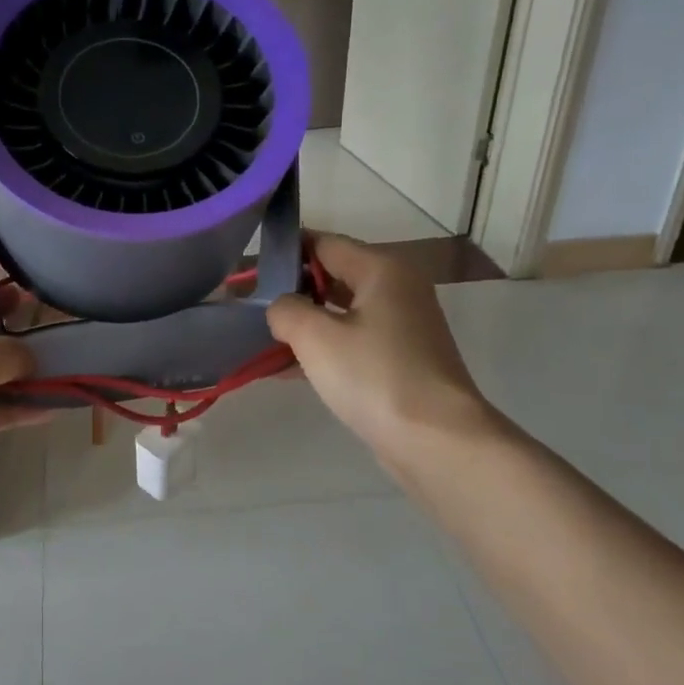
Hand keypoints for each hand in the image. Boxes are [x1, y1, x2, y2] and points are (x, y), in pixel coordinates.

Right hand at [267, 233, 502, 480]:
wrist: (435, 441)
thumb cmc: (374, 376)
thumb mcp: (315, 336)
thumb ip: (285, 309)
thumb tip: (281, 308)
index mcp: (381, 270)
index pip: (323, 243)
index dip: (284, 252)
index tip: (248, 270)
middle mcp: (396, 290)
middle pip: (333, 276)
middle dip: (290, 290)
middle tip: (248, 306)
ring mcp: (401, 327)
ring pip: (339, 313)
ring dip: (302, 324)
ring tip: (259, 338)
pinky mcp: (399, 361)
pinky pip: (350, 342)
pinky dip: (320, 350)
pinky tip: (283, 369)